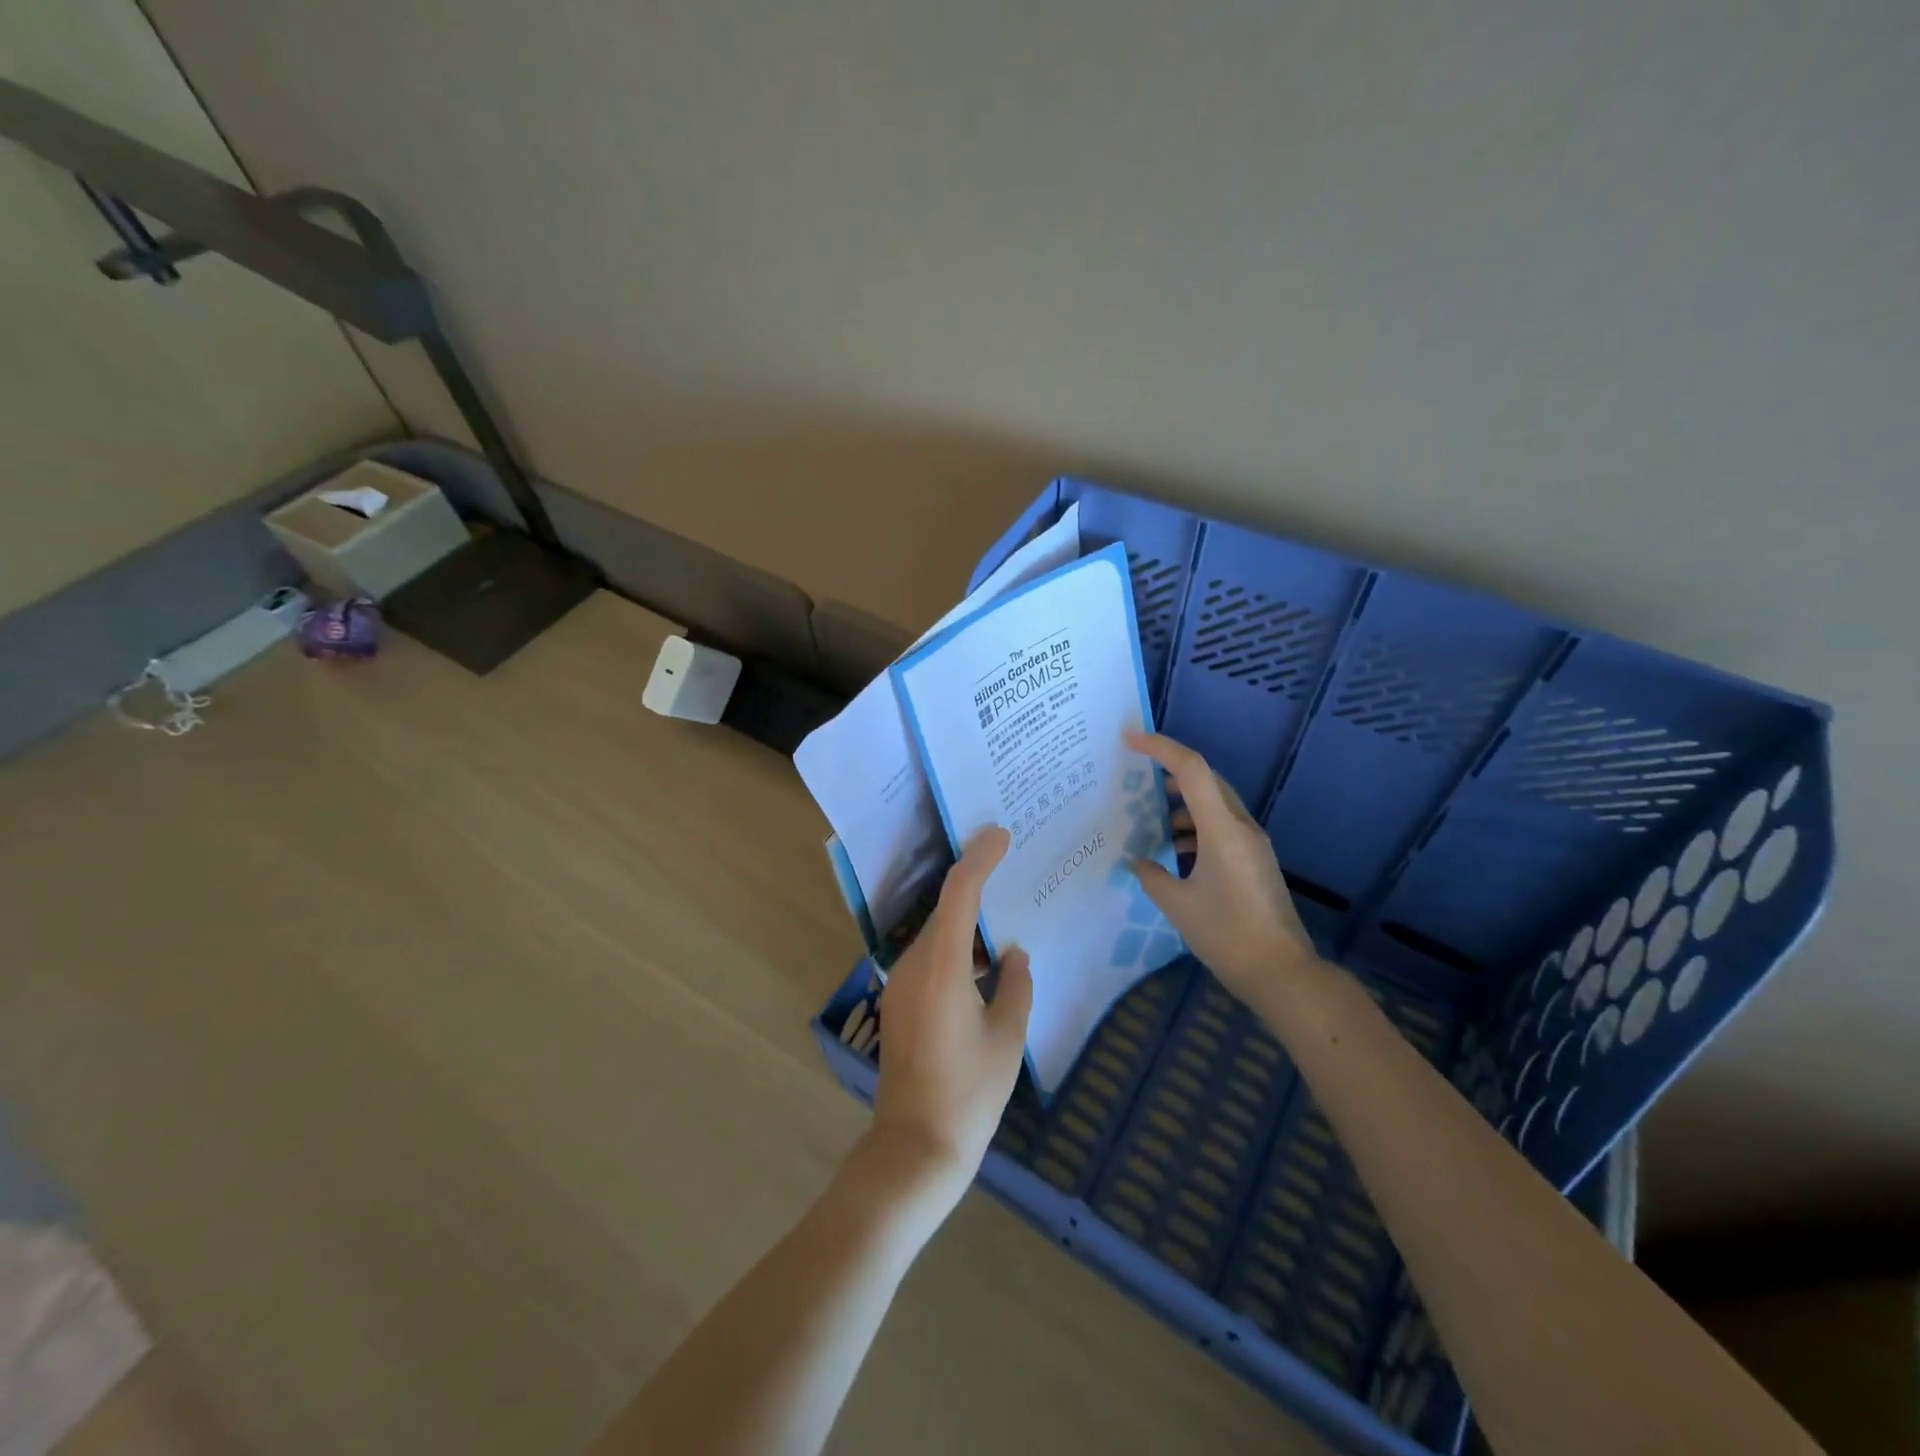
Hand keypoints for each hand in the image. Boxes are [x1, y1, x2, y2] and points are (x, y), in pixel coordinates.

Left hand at [870, 827, 1032, 1212]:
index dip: (979, 859)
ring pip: (936, 934)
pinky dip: (955, 946)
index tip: (1000, 835)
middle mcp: (913, 965)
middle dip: (974, 883)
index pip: (959, 894)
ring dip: (965, 919)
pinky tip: (981, 960)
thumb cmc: (970, 1094)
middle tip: (1008, 864)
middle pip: (944, 909)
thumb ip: (1016, 986)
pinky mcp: (897, 1003)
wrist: (915, 1147)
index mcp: (942, 967)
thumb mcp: (1008, 1038)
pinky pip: (929, 958)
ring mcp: (899, 985)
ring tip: (1002, 911)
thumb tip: (1013, 956)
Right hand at [1125, 731, 1320, 1002]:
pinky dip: (1196, 827)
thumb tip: (1139, 861)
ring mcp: (1252, 844)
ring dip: (1183, 803)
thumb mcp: (1178, 905)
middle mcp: (1241, 827)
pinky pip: (1222, 827)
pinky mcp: (1255, 861)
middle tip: (1136, 777)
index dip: (1161, 748)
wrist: (1283, 973)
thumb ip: (1152, 876)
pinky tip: (1175, 851)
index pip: (1192, 770)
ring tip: (1150, 818)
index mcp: (1222, 829)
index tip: (1130, 739)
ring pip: (1215, 804)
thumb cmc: (1227, 935)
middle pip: (1206, 781)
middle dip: (1170, 772)